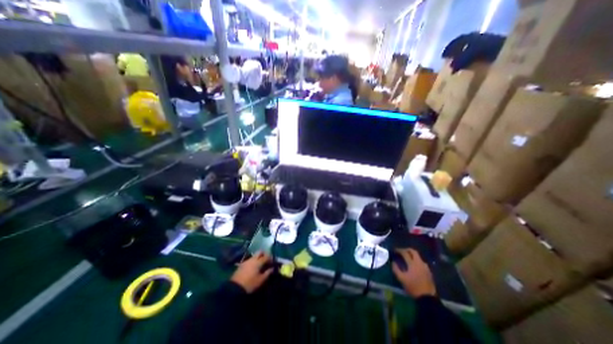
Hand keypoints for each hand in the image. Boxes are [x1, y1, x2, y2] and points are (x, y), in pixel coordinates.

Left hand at [230, 253, 272, 292]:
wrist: (234, 288)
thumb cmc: (250, 284)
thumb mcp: (261, 280)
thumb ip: (267, 273)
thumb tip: (272, 268)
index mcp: (258, 262)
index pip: (267, 256)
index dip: (271, 258)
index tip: (273, 261)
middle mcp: (253, 259)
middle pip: (260, 252)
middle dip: (264, 254)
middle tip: (267, 260)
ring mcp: (246, 261)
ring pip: (254, 255)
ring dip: (258, 257)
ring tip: (260, 264)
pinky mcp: (241, 264)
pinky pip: (250, 260)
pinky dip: (253, 261)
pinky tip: (253, 267)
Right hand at [393, 247, 435, 297]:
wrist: (428, 298)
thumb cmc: (413, 287)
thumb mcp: (401, 279)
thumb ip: (396, 269)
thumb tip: (393, 262)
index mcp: (412, 263)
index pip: (405, 253)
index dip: (399, 250)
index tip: (395, 250)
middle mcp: (420, 263)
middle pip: (413, 251)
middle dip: (407, 250)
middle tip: (401, 251)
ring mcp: (425, 267)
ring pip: (418, 257)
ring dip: (412, 255)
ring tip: (407, 258)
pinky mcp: (429, 272)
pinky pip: (421, 262)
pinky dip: (416, 261)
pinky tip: (413, 266)